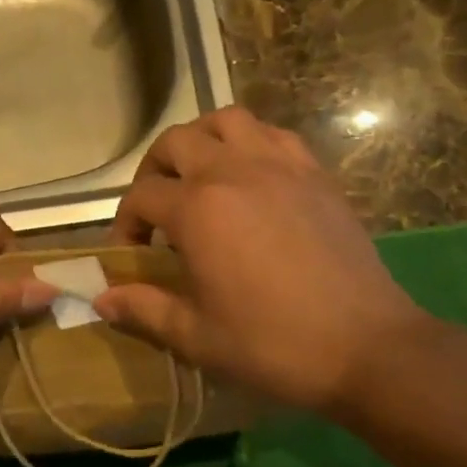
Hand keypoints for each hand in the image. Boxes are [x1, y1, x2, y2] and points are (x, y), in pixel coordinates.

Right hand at [96, 108, 466, 415]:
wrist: (366, 345)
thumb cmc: (273, 344)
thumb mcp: (198, 336)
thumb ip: (145, 309)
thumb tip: (101, 297)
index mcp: (199, 209)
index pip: (142, 196)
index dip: (124, 223)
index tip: (130, 255)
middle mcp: (235, 171)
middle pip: (177, 141)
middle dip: (154, 170)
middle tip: (157, 210)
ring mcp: (281, 165)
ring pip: (227, 121)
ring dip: (202, 141)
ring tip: (200, 178)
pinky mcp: (317, 174)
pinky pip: (274, 135)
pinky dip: (251, 144)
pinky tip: (252, 179)